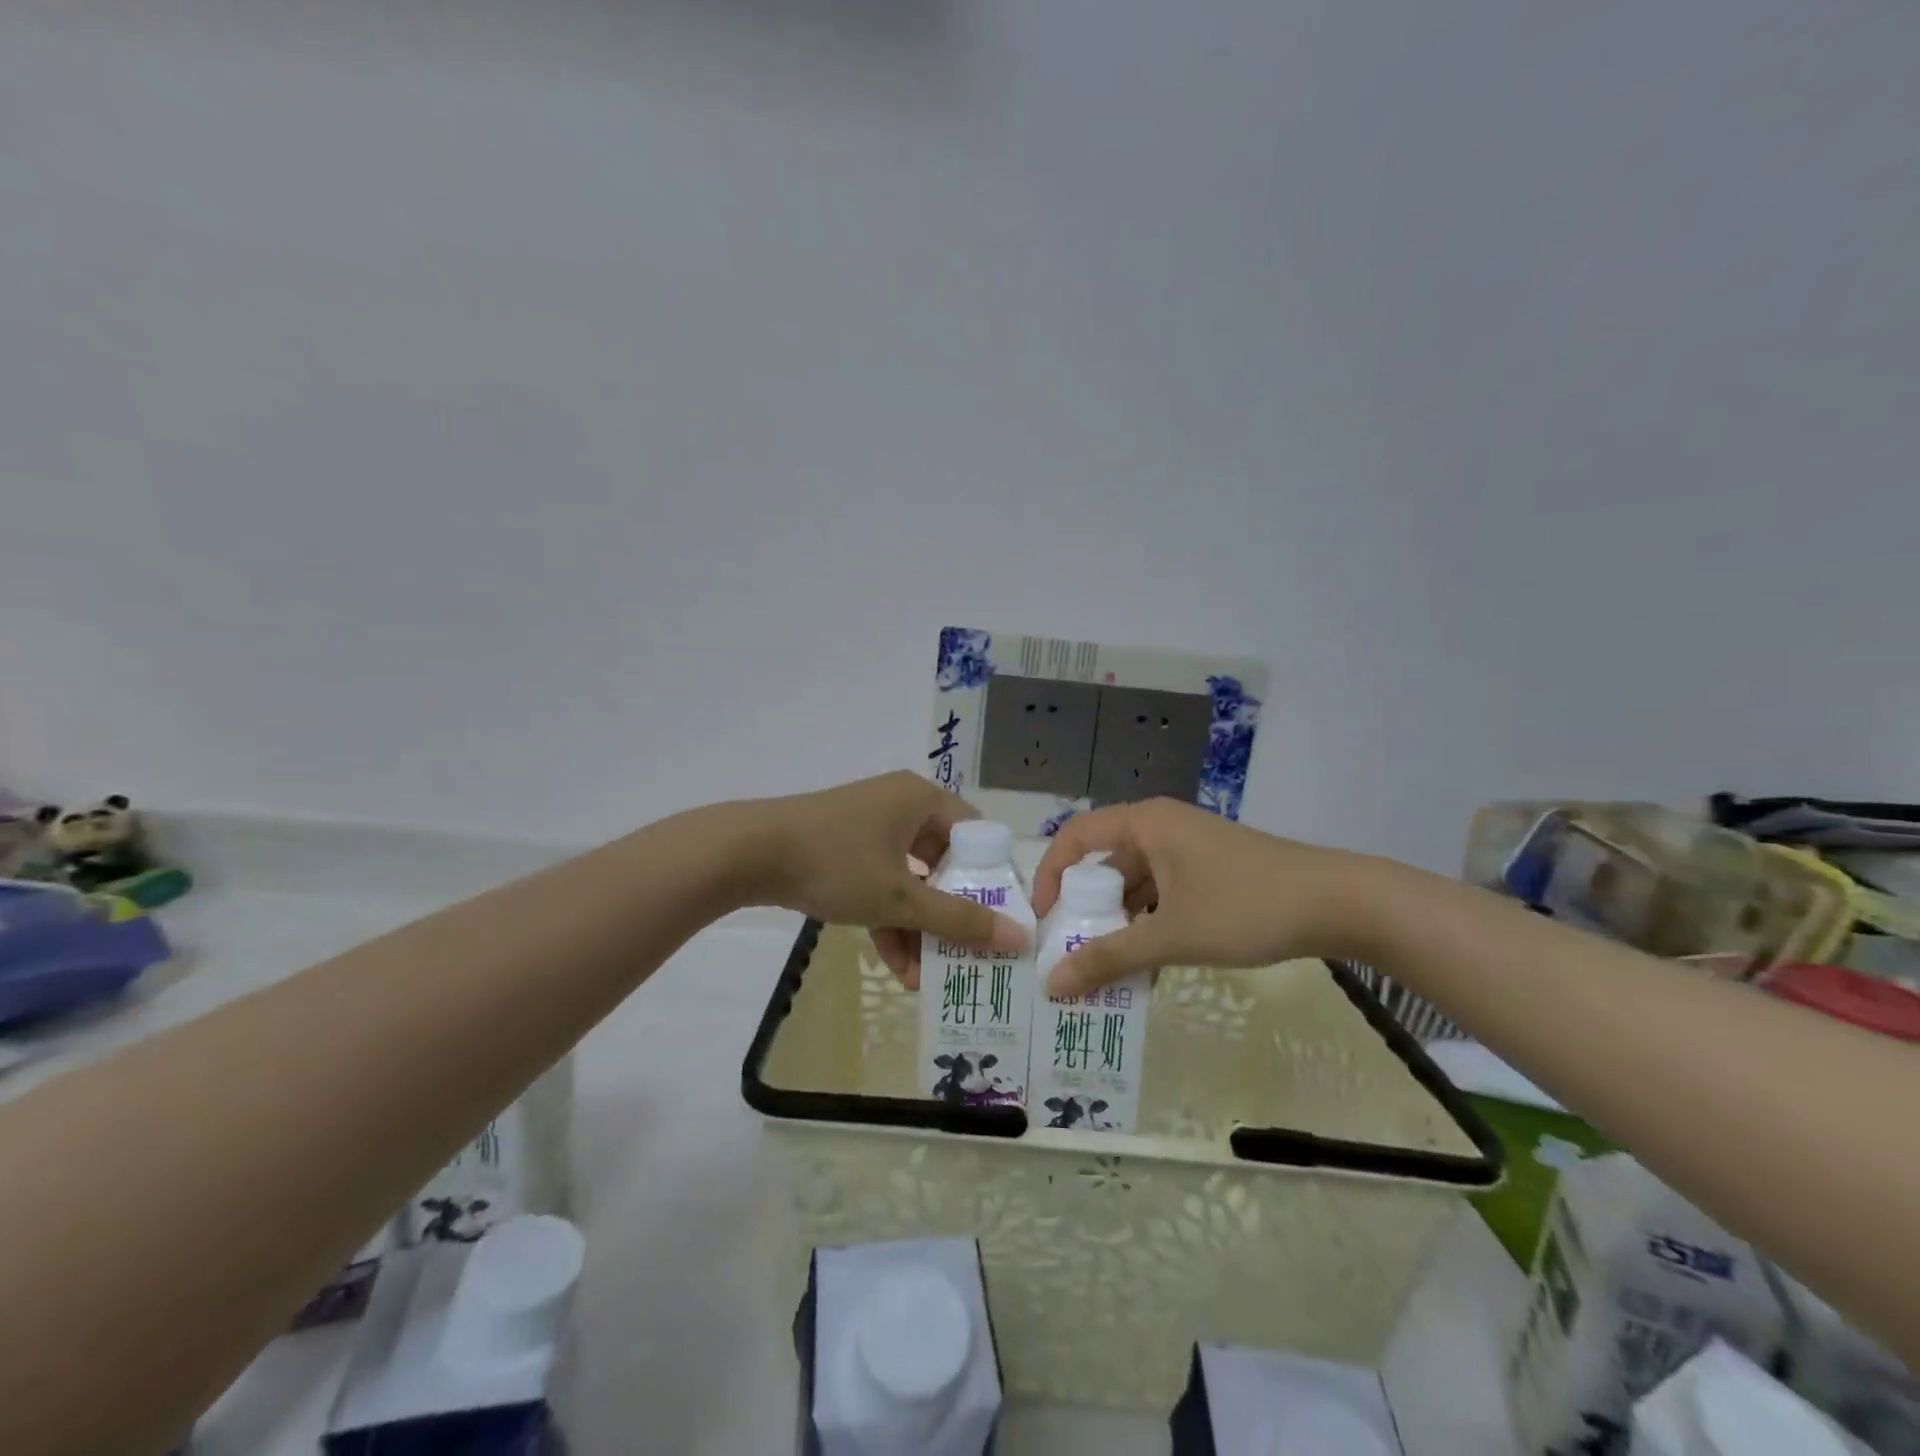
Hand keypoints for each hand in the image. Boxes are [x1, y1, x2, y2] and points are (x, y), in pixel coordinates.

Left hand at [750, 771, 1028, 987]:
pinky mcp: (844, 846)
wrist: (748, 853)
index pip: (975, 836)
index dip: (990, 880)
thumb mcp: (900, 898)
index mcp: (922, 799)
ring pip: (909, 878)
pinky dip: (888, 917)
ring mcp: (869, 826)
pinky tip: (895, 964)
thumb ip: (959, 920)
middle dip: (949, 915)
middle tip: (963, 954)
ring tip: (924, 976)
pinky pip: (880, 881)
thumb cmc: (836, 863)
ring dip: (917, 926)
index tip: (997, 922)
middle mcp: (900, 805)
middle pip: (942, 862)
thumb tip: (1019, 939)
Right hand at [1030, 798, 1374, 998]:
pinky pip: (1163, 897)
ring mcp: (1188, 851)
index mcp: (1144, 824)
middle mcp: (1160, 829)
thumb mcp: (1172, 935)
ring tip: (1107, 972)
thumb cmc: (1246, 906)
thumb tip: (1052, 985)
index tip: (1044, 921)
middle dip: (1087, 911)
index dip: (1050, 875)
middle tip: (1072, 956)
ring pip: (1136, 887)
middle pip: (1105, 865)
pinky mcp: (1210, 873)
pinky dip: (1151, 927)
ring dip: (1121, 926)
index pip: (1075, 838)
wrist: (1340, 903)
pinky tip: (1150, 970)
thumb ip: (1110, 958)